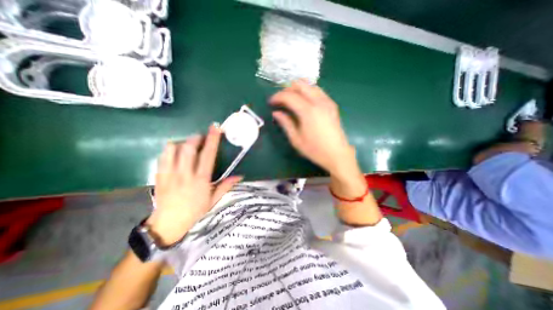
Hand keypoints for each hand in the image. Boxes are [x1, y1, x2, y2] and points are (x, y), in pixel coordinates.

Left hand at [147, 125, 242, 244]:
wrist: (168, 223)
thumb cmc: (195, 211)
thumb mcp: (214, 200)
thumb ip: (226, 185)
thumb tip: (240, 175)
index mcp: (201, 180)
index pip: (208, 155)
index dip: (213, 140)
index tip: (215, 128)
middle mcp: (185, 174)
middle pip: (189, 148)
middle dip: (196, 138)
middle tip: (201, 138)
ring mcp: (170, 174)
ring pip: (173, 149)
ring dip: (182, 142)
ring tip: (188, 145)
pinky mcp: (159, 175)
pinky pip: (163, 156)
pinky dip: (170, 149)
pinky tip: (175, 152)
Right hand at [271, 80, 358, 178]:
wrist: (337, 154)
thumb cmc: (315, 149)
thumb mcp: (296, 139)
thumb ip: (285, 123)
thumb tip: (276, 113)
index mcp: (308, 111)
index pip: (289, 96)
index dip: (277, 96)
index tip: (270, 102)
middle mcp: (319, 102)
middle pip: (300, 85)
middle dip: (287, 89)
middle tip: (281, 100)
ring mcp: (327, 101)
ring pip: (310, 85)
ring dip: (298, 89)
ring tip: (291, 100)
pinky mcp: (332, 105)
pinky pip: (318, 91)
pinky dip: (308, 92)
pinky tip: (304, 102)